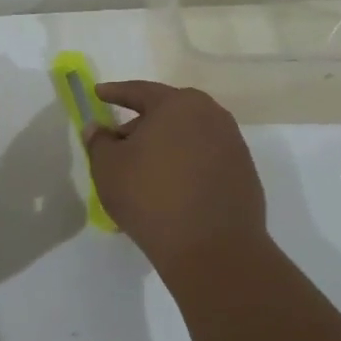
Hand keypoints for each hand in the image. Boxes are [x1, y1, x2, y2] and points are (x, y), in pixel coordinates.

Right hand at [86, 81, 268, 275]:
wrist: (213, 248)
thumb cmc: (151, 197)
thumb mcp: (108, 167)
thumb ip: (98, 141)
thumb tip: (97, 128)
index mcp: (178, 105)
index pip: (139, 91)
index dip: (115, 93)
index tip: (97, 94)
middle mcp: (211, 115)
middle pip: (167, 112)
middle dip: (140, 124)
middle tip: (118, 142)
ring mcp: (232, 144)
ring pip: (187, 136)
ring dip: (164, 146)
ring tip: (143, 171)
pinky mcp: (243, 173)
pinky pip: (204, 159)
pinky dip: (184, 165)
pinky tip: (169, 189)